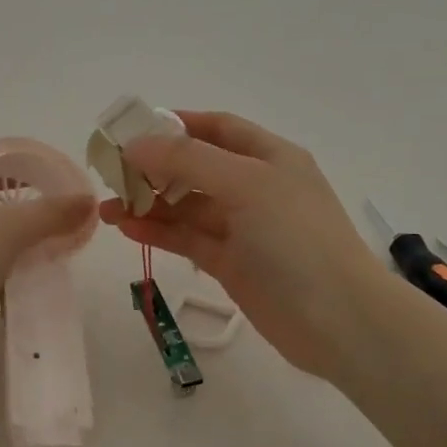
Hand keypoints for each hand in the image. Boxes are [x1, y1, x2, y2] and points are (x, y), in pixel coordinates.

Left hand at [0, 167, 96, 389]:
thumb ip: (48, 213)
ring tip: (65, 251)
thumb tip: (89, 200)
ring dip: (24, 253)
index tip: (58, 186)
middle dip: (28, 218)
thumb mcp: (3, 228)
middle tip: (69, 222)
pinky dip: (15, 283)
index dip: (18, 176)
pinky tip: (44, 286)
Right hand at [101, 112, 390, 380]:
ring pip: (188, 206)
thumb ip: (187, 161)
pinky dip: (159, 232)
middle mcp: (256, 187)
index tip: (132, 131)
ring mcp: (244, 228)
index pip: (217, 128)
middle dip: (154, 168)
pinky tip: (127, 228)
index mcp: (269, 157)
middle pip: (196, 167)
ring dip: (149, 203)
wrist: (339, 321)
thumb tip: (136, 145)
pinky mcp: (232, 264)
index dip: (176, 125)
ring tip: (107, 208)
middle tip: (111, 174)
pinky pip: (188, 239)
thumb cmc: (296, 239)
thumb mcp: (245, 185)